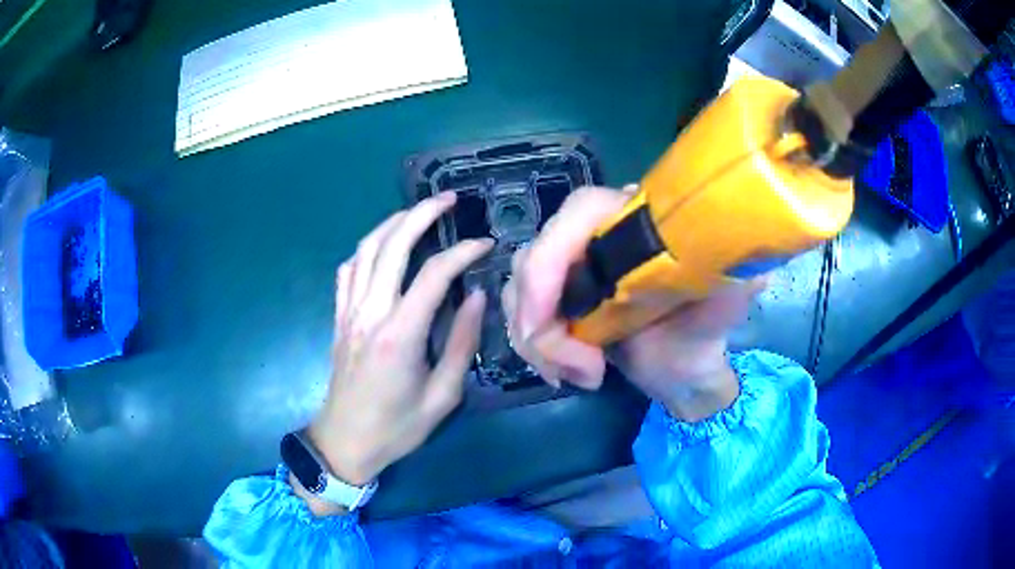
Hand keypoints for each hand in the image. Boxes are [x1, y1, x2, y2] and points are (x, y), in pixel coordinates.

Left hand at [304, 193, 491, 503]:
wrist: (344, 442)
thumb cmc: (397, 427)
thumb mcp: (442, 396)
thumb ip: (461, 343)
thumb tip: (475, 297)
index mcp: (399, 334)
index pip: (433, 274)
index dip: (462, 252)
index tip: (485, 244)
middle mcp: (370, 313)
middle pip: (392, 246)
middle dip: (421, 215)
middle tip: (448, 200)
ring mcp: (349, 312)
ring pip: (366, 250)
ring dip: (392, 224)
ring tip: (418, 212)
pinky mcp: (338, 318)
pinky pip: (348, 270)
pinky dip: (366, 249)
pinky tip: (382, 247)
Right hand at [503, 186, 763, 421]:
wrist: (681, 366)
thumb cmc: (703, 332)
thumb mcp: (725, 304)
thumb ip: (736, 280)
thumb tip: (751, 267)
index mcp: (638, 220)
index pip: (580, 211)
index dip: (551, 259)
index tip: (548, 322)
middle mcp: (598, 232)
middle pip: (536, 256)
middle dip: (542, 321)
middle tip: (581, 370)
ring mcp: (571, 264)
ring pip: (519, 288)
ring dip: (538, 341)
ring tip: (582, 376)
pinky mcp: (556, 295)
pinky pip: (519, 311)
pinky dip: (533, 347)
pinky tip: (565, 373)